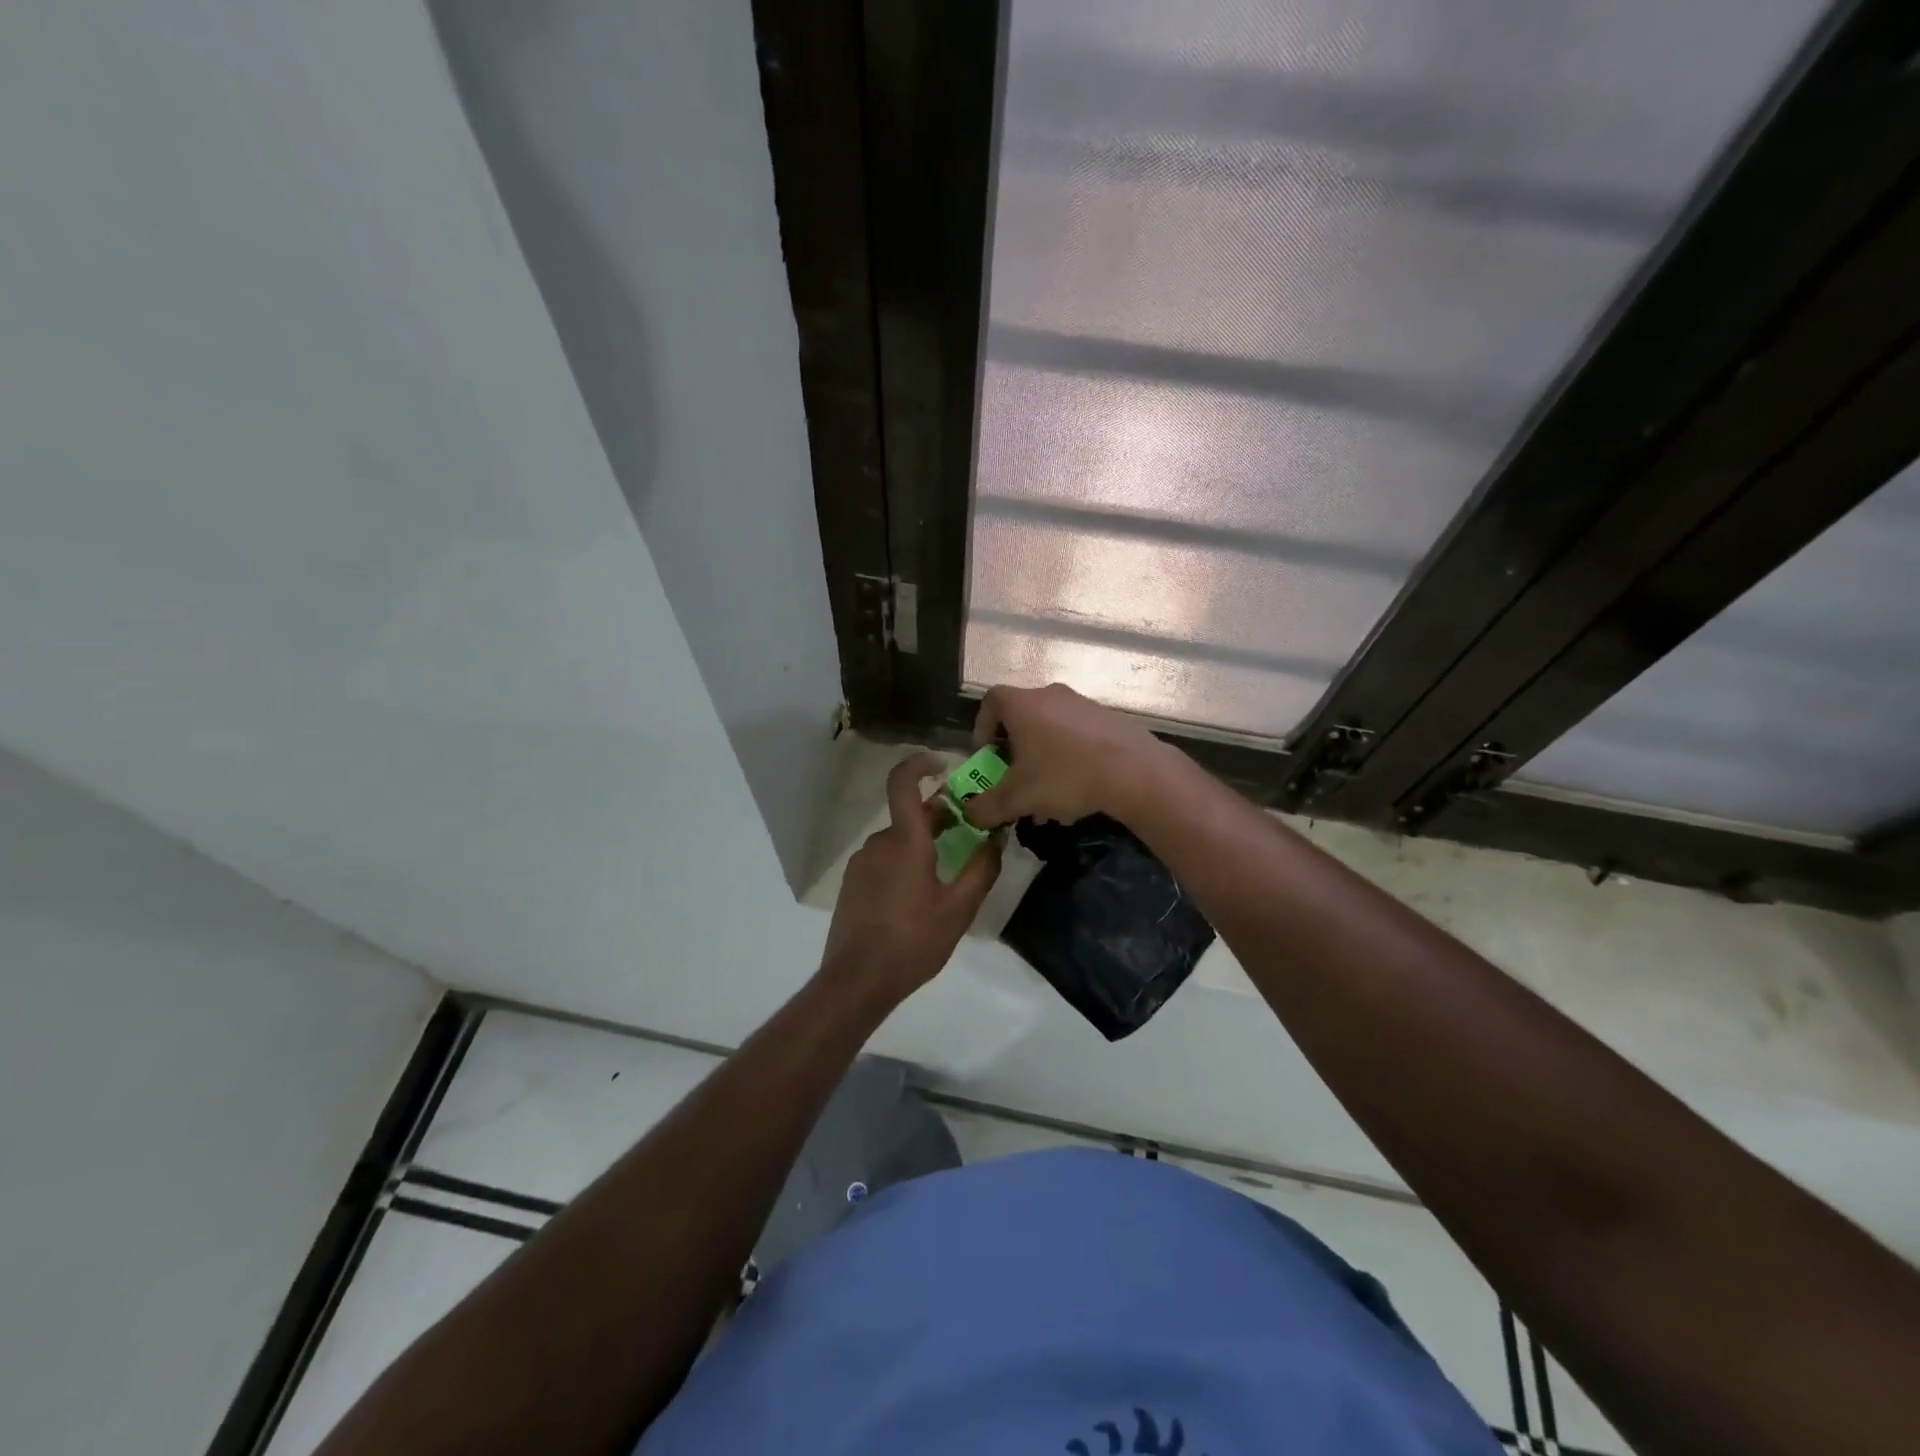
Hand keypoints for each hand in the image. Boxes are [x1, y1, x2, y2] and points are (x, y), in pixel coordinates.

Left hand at [820, 752, 1002, 1003]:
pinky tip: (917, 898)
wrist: (857, 980)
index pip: (903, 783)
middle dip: (938, 819)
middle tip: (968, 835)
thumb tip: (997, 838)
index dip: (919, 763)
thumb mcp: (959, 909)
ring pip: (897, 841)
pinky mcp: (852, 884)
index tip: (942, 764)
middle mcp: (879, 843)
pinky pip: (883, 861)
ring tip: (946, 875)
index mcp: (905, 841)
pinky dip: (903, 864)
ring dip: (922, 846)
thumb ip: (982, 869)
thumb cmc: (913, 941)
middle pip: (909, 817)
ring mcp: (861, 864)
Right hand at [963, 683, 1166, 828]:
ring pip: (1052, 726)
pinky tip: (1079, 787)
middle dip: (1014, 747)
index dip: (982, 726)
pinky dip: (1070, 755)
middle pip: (1022, 715)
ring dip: (1043, 754)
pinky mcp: (1109, 719)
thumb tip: (971, 814)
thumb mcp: (1017, 798)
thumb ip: (987, 807)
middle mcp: (1051, 695)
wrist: (1134, 772)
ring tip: (1047, 790)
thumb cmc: (1064, 776)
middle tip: (1015, 776)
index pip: (991, 701)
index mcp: (1023, 704)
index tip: (987, 754)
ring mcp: (1084, 704)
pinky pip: (1078, 734)